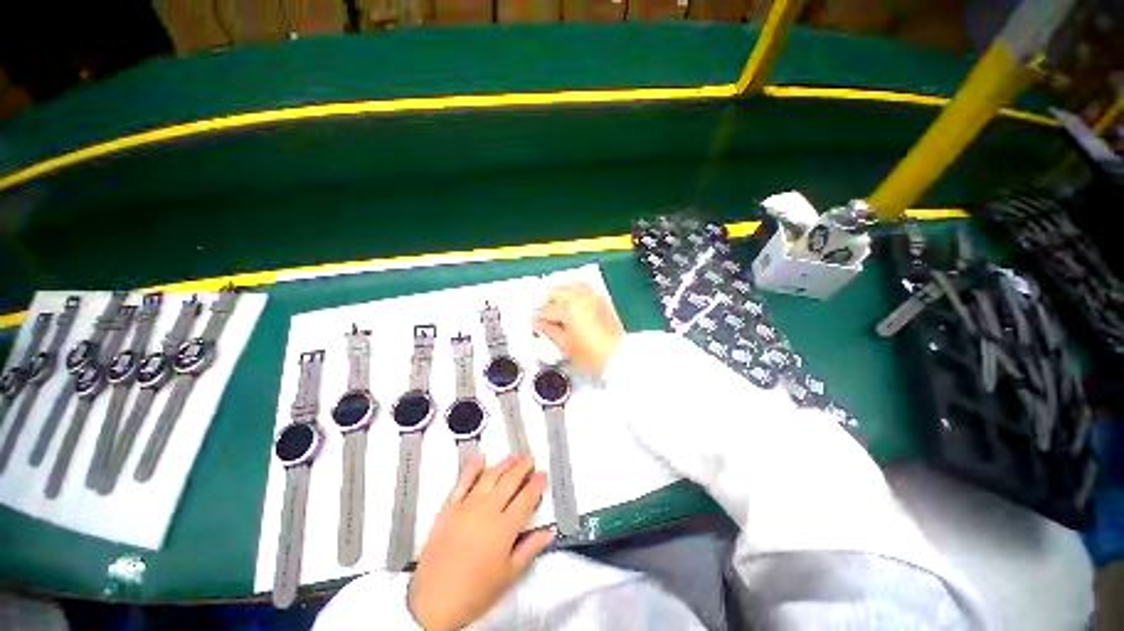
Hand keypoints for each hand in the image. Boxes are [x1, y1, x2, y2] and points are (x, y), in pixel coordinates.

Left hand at [408, 457, 552, 629]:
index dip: (537, 484)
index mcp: (504, 527)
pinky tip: (481, 458)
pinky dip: (473, 467)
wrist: (433, 602)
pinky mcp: (449, 508)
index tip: (543, 475)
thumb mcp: (508, 575)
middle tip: (530, 460)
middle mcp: (488, 510)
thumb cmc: (476, 592)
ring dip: (504, 464)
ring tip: (513, 457)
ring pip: (490, 476)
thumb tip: (550, 531)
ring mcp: (466, 506)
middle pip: (510, 481)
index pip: (526, 498)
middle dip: (523, 467)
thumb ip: (530, 549)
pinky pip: (462, 481)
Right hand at [533, 282, 623, 375]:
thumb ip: (549, 331)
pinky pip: (584, 287)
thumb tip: (539, 324)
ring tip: (555, 306)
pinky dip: (575, 290)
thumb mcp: (565, 345)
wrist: (617, 356)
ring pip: (570, 285)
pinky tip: (571, 300)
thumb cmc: (594, 354)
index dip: (538, 317)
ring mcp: (593, 297)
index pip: (547, 309)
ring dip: (560, 293)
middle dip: (547, 302)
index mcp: (570, 308)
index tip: (534, 321)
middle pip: (557, 291)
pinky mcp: (601, 301)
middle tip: (543, 315)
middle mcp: (582, 298)